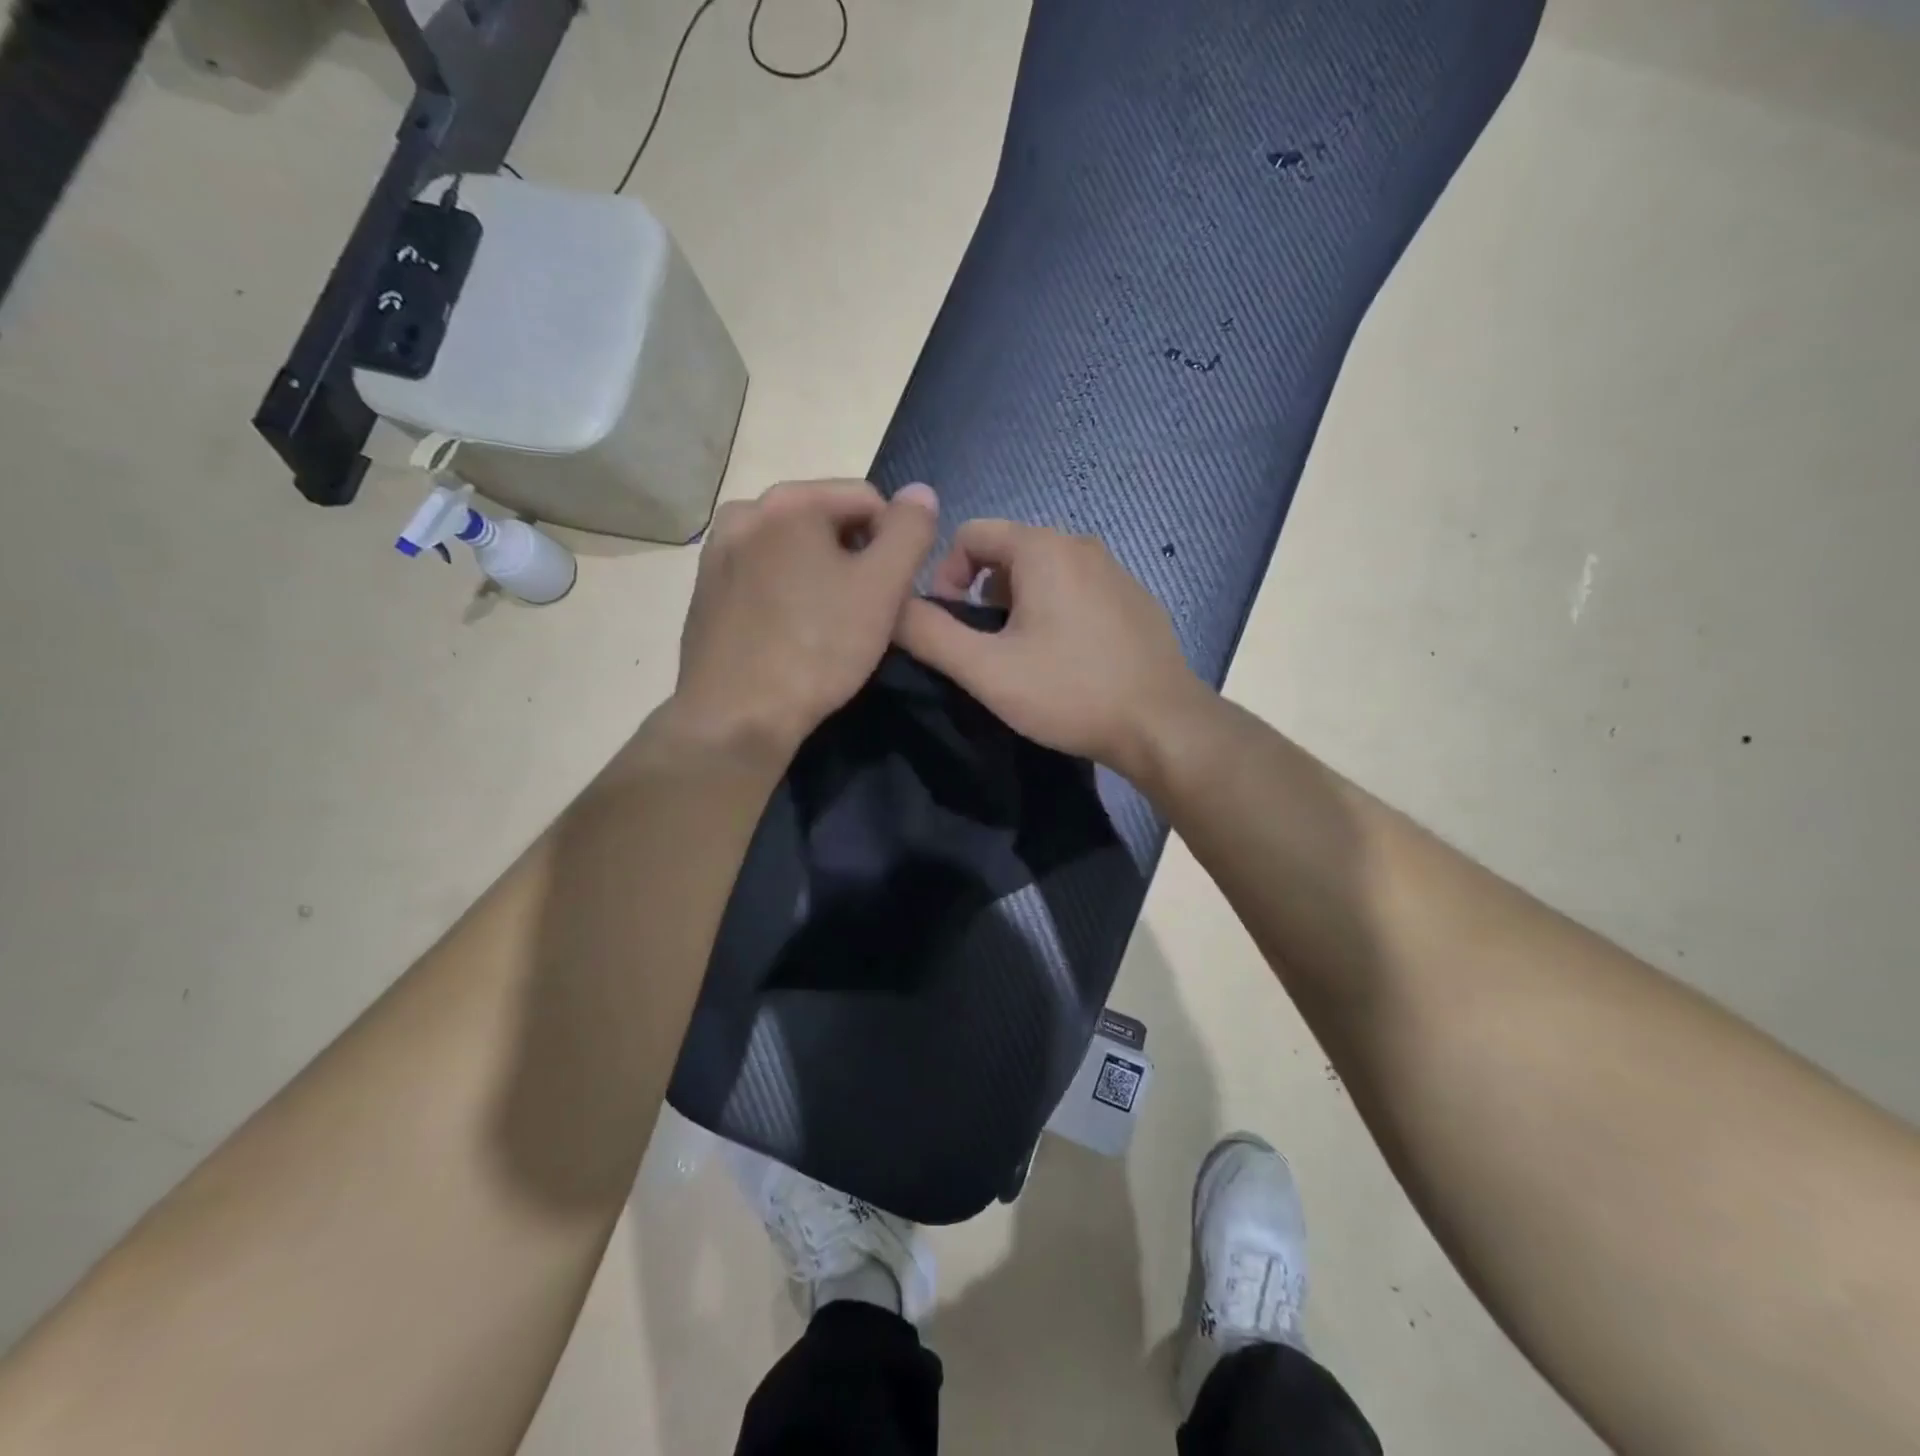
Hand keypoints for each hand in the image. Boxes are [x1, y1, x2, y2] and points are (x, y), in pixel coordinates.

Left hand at [672, 479, 938, 760]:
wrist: (735, 717)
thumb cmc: (816, 649)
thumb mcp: (882, 588)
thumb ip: (910, 532)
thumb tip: (920, 493)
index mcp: (789, 501)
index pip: (867, 498)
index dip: (893, 542)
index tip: (894, 591)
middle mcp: (745, 512)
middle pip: (826, 521)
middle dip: (855, 558)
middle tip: (866, 612)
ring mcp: (717, 552)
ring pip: (794, 551)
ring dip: (822, 577)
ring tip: (831, 626)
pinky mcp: (705, 590)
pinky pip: (764, 577)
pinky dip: (788, 594)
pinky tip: (793, 635)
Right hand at [893, 520, 1211, 782]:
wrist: (1162, 725)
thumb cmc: (1070, 693)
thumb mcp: (987, 670)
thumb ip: (930, 634)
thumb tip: (890, 607)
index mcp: (1043, 548)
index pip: (971, 534)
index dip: (945, 575)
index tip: (949, 625)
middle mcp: (1081, 545)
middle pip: (1007, 553)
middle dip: (982, 595)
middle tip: (984, 649)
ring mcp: (1115, 571)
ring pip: (1044, 574)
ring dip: (1018, 607)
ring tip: (1022, 659)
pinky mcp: (1135, 600)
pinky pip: (1077, 592)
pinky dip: (1056, 614)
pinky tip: (1066, 662)